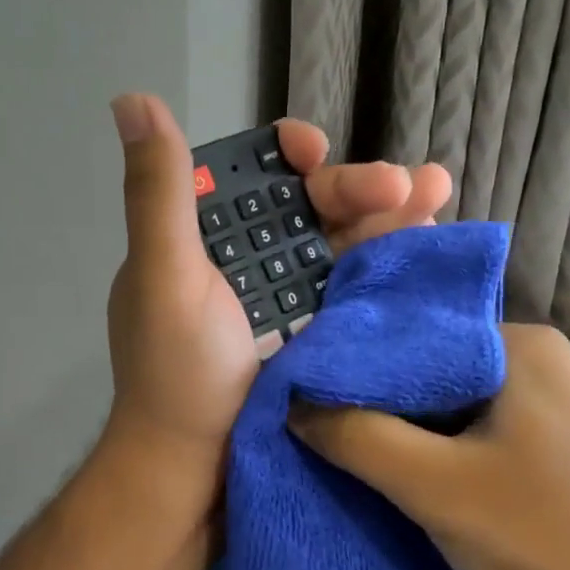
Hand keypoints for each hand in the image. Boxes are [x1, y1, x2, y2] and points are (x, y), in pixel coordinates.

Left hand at [100, 93, 449, 501]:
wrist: (199, 468)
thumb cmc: (176, 371)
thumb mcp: (164, 275)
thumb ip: (159, 193)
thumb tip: (132, 100)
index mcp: (206, 235)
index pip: (253, 174)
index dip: (287, 154)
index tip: (311, 150)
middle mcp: (250, 256)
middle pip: (311, 204)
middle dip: (356, 186)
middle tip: (406, 184)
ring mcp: (290, 295)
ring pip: (345, 239)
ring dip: (392, 213)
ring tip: (437, 190)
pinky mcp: (322, 330)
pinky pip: (360, 284)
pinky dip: (393, 261)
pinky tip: (431, 238)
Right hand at [288, 323, 569, 569]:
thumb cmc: (540, 539)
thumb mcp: (432, 485)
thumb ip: (355, 435)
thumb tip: (292, 402)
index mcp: (522, 344)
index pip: (416, 336)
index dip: (357, 366)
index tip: (305, 393)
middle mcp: (541, 361)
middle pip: (433, 370)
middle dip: (380, 402)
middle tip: (318, 424)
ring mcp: (553, 405)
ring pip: (453, 405)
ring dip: (407, 431)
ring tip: (349, 449)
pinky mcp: (554, 448)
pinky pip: (477, 433)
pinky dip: (439, 451)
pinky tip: (404, 473)